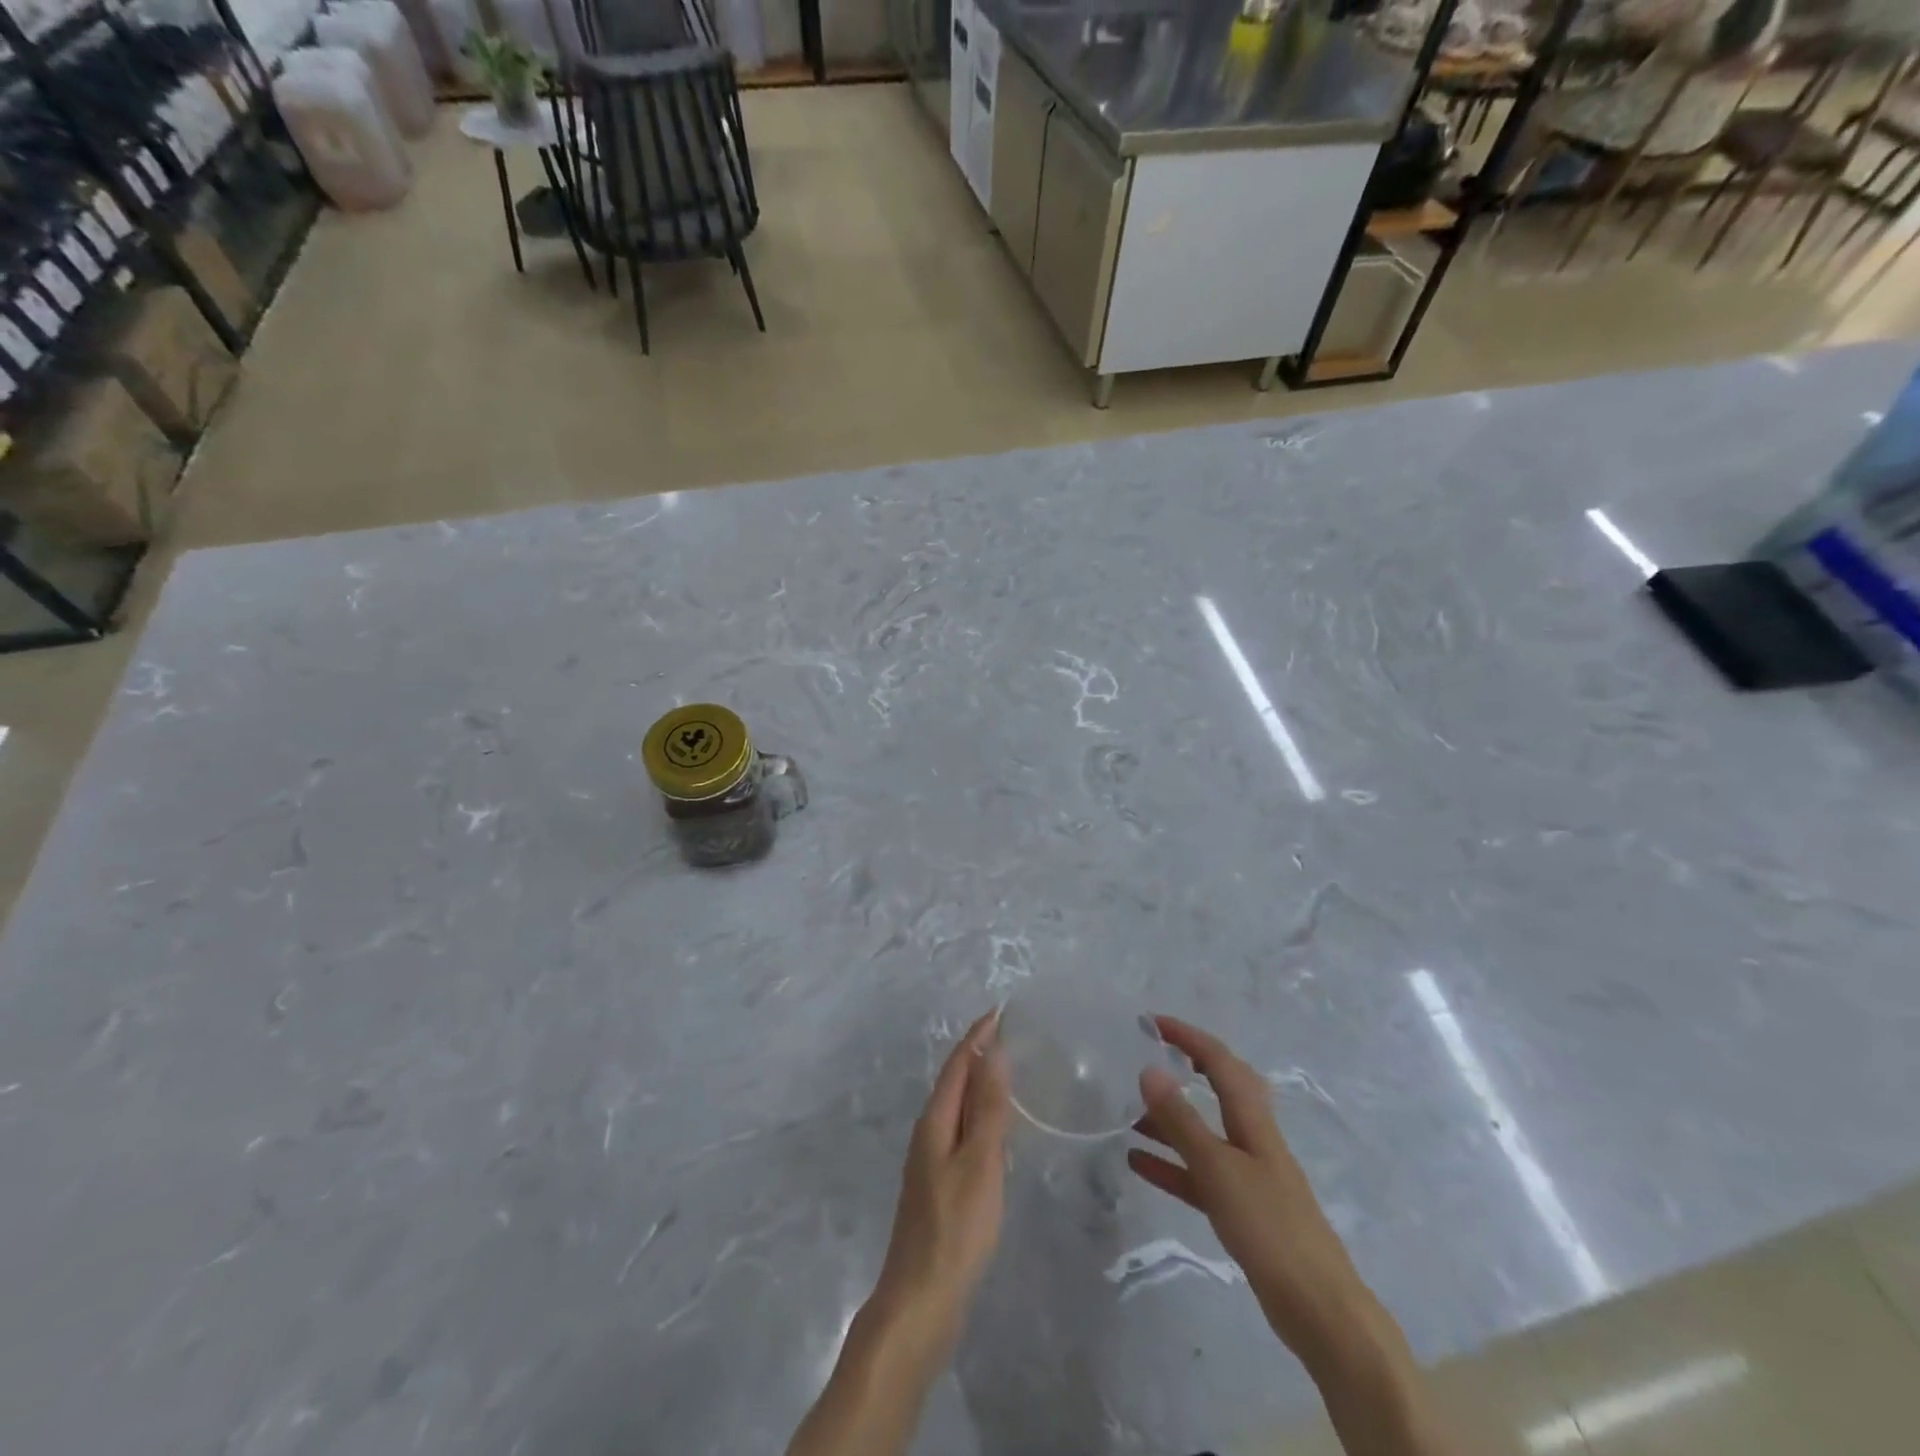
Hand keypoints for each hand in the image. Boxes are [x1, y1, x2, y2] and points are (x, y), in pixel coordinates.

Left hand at [873, 1010, 1010, 1340]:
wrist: (920, 1299)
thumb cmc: (955, 1227)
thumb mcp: (979, 1162)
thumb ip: (987, 1108)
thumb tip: (993, 1052)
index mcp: (935, 1121)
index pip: (958, 1064)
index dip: (978, 1036)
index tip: (1001, 1011)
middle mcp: (928, 1133)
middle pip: (954, 1082)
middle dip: (978, 1054)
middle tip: (1010, 1035)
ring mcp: (930, 1161)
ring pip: (957, 1107)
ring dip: (979, 1085)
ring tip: (1008, 1072)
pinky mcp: (939, 1186)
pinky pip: (961, 1132)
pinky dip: (979, 1116)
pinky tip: (996, 1130)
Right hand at [1128, 1016, 1374, 1361]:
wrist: (1320, 1310)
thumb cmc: (1270, 1227)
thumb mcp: (1218, 1169)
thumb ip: (1182, 1121)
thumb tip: (1149, 1070)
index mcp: (1253, 1120)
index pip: (1219, 1060)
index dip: (1187, 1036)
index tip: (1150, 1022)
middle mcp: (1251, 1138)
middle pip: (1218, 1088)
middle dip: (1185, 1066)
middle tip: (1147, 1057)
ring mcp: (1248, 1175)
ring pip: (1202, 1132)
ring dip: (1168, 1119)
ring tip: (1126, 1113)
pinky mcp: (1242, 1210)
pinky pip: (1198, 1173)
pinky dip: (1170, 1163)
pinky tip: (1137, 1162)